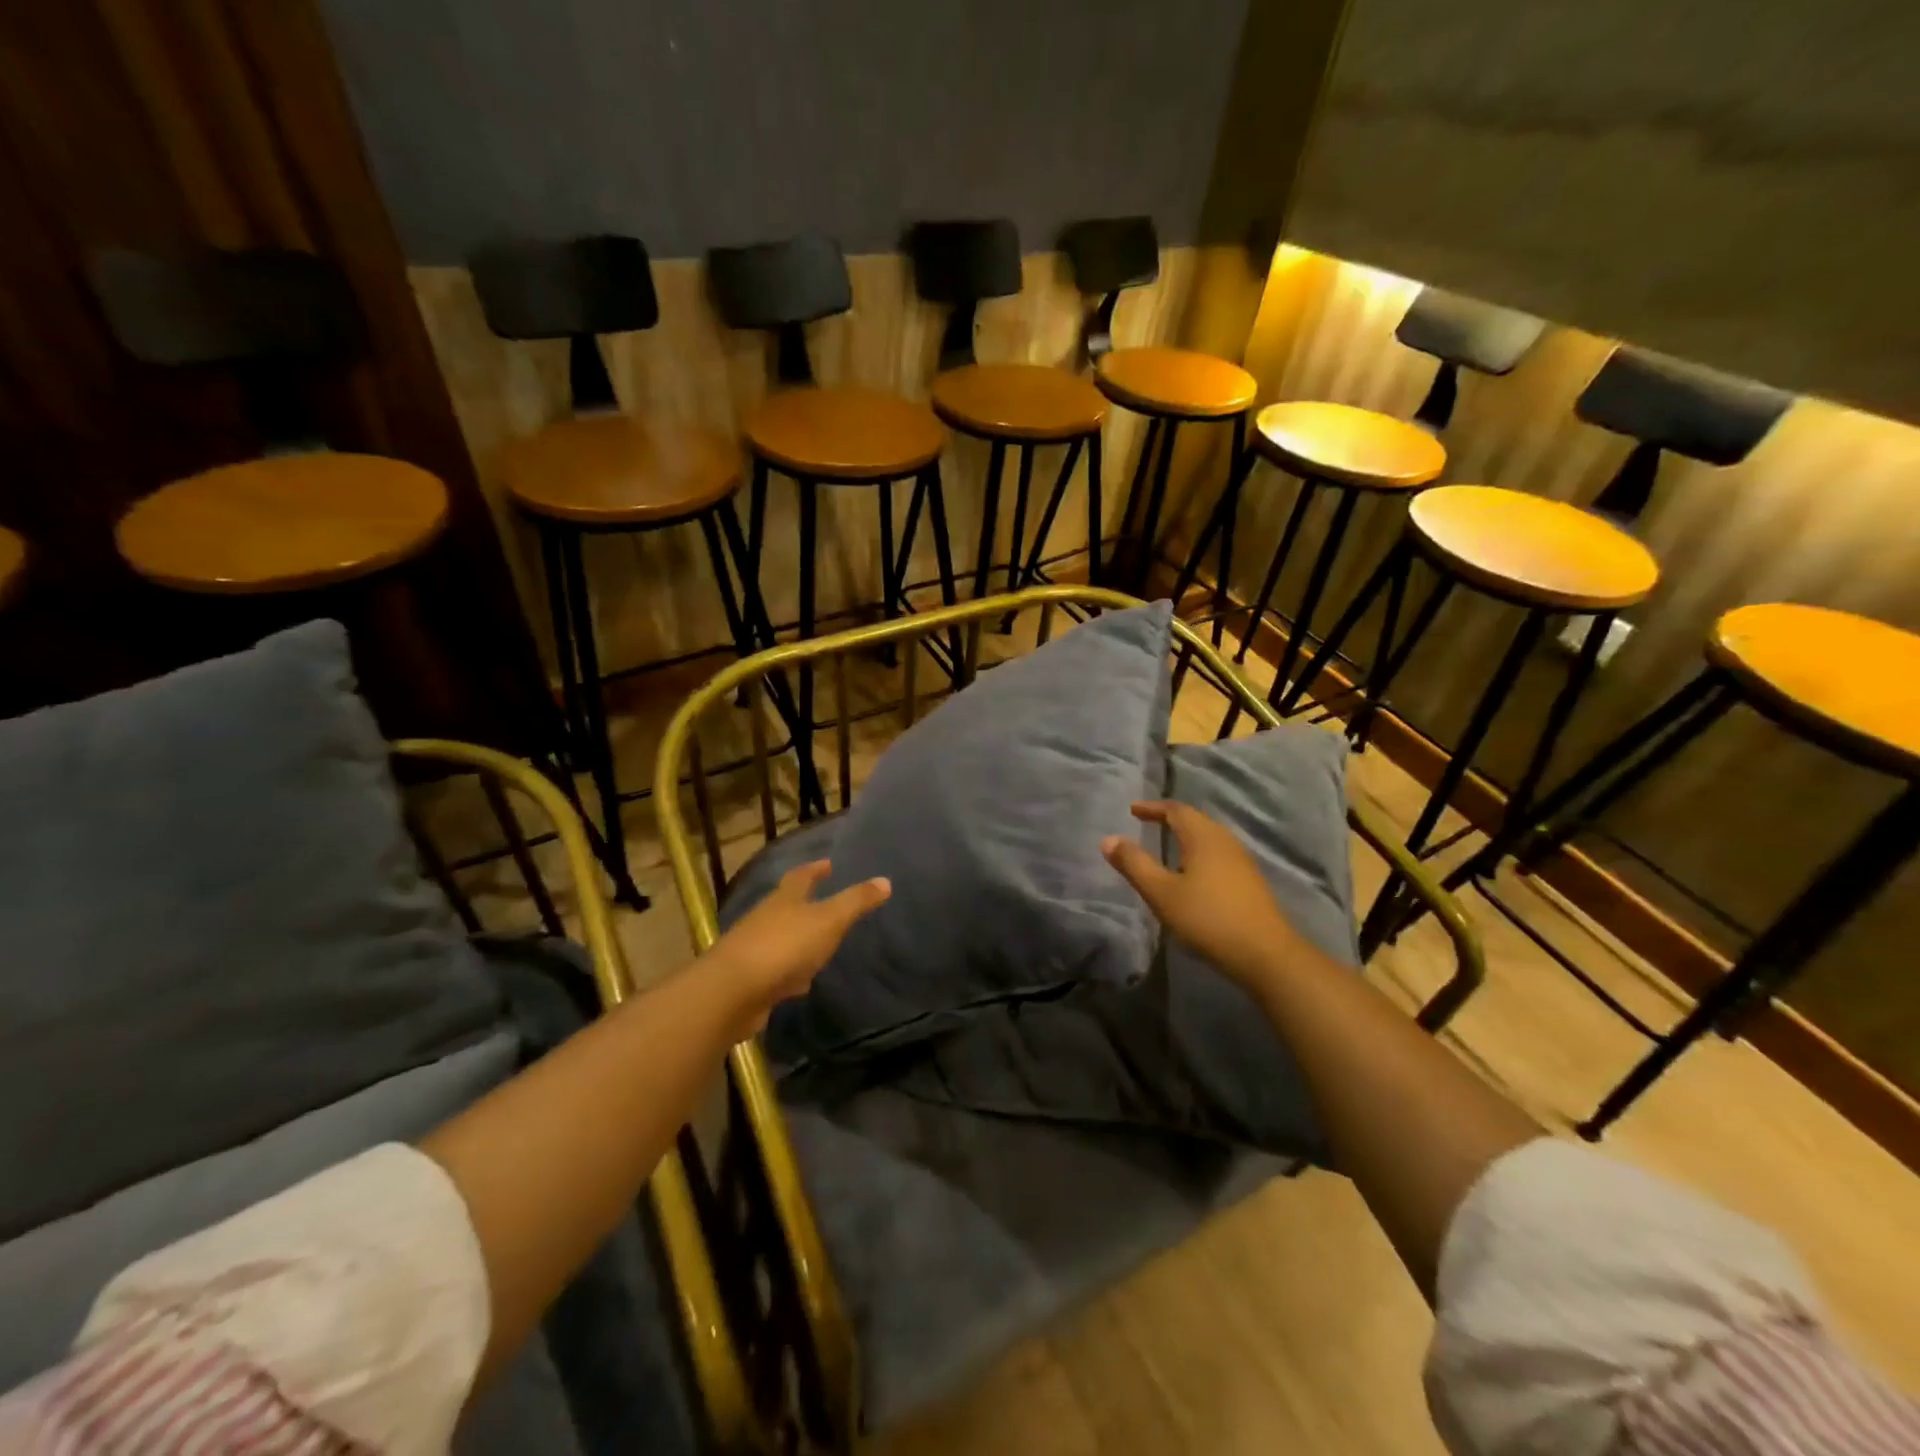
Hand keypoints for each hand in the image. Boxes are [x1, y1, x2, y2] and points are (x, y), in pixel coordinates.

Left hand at [703, 860, 889, 1033]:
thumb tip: (885, 881)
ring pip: (782, 939)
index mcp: (785, 899)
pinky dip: (791, 973)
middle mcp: (766, 919)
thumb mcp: (828, 920)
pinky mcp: (751, 980)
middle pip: (787, 906)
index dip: (816, 869)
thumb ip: (856, 902)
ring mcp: (755, 949)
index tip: (828, 864)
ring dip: (799, 940)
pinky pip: (777, 971)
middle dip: (805, 904)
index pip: (801, 876)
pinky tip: (801, 984)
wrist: (733, 991)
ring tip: (820, 945)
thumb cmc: (784, 946)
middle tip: (826, 904)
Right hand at [1102, 801, 1303, 991]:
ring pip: (1209, 837)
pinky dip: (1198, 852)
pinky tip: (1192, 873)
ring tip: (1167, 845)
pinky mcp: (1249, 881)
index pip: (1176, 810)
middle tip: (1147, 822)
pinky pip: (1218, 854)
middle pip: (1195, 820)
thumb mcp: (1161, 892)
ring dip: (1186, 835)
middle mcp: (1225, 842)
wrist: (1265, 954)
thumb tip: (1108, 839)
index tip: (1133, 810)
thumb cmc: (1207, 919)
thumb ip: (1134, 864)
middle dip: (1170, 818)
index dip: (1152, 808)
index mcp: (1203, 837)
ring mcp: (1241, 861)